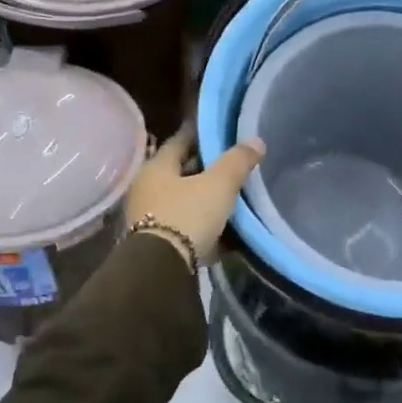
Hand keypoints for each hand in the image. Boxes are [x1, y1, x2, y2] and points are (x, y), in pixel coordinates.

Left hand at [125, 125, 265, 265]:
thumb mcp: (219, 184)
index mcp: (156, 166)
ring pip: (182, 200)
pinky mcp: (156, 243)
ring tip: (231, 197)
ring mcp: (148, 216)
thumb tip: (255, 140)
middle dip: (204, 169)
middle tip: (231, 165)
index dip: (201, 135)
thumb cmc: (187, 215)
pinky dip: (201, 224)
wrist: (161, 270)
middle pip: (180, 171)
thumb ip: (237, 161)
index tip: (220, 132)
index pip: (180, 141)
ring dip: (203, 198)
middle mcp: (146, 187)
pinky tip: (223, 228)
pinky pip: (184, 226)